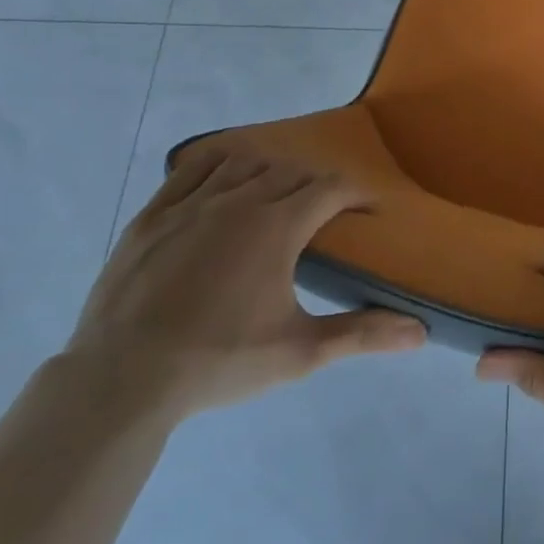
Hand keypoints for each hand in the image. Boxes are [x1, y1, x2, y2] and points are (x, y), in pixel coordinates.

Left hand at [65, 146, 425, 419]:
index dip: (357, 195)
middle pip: (291, 172)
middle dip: (317, 186)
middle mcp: (238, 200)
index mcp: (277, 226)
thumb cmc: (219, 362)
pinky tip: (225, 180)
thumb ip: (361, 335)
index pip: (331, 189)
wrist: (122, 381)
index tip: (368, 212)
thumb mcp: (299, 352)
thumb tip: (421, 333)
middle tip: (325, 215)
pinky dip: (218, 164)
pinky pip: (192, 168)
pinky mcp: (153, 215)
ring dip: (271, 172)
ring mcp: (190, 204)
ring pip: (245, 162)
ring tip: (278, 197)